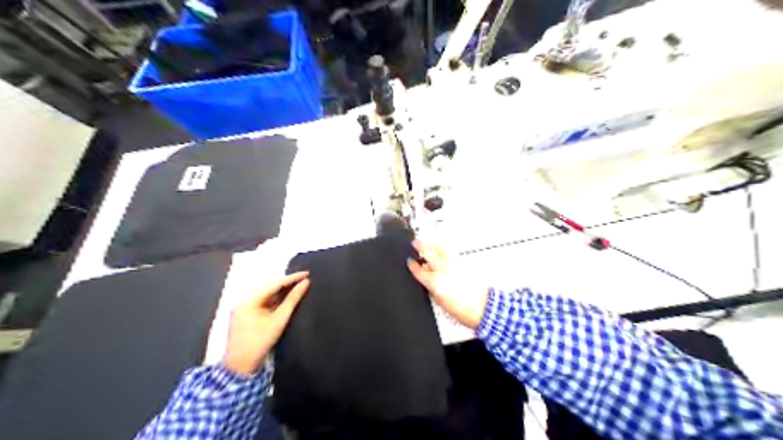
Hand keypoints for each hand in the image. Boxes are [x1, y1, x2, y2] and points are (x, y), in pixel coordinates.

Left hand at [222, 272, 310, 373]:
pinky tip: (285, 298)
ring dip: (281, 291)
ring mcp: (242, 306)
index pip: (274, 284)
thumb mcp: (279, 319)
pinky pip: (262, 301)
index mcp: (249, 299)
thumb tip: (305, 283)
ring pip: (266, 294)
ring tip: (298, 286)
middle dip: (286, 283)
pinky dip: (274, 299)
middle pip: (269, 287)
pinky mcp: (244, 314)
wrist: (240, 366)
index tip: (307, 273)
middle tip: (304, 279)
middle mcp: (243, 299)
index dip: (292, 278)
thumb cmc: (260, 342)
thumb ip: (293, 299)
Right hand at [407, 240, 486, 329]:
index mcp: (435, 282)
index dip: (412, 265)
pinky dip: (443, 250)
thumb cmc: (460, 309)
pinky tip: (441, 252)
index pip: (419, 270)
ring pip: (441, 248)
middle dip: (420, 246)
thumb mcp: (438, 301)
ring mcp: (453, 265)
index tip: (409, 261)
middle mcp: (443, 270)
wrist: (479, 308)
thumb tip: (425, 279)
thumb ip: (430, 287)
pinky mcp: (462, 264)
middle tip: (415, 243)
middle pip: (429, 252)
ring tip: (429, 245)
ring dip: (433, 246)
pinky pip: (450, 253)